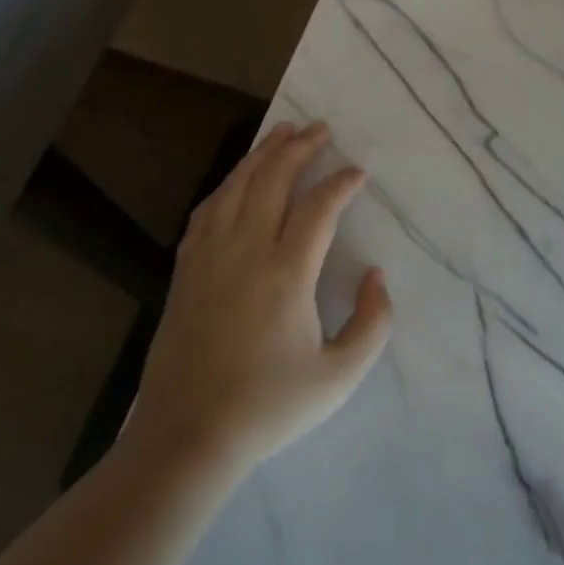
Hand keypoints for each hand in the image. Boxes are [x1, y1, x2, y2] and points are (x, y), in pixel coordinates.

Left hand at [123, 122, 392, 480]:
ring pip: (238, 185)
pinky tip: (239, 178)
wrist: (187, 436)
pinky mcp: (186, 267)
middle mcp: (246, 250)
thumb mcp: (338, 378)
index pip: (319, 207)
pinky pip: (209, 208)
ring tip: (283, 131)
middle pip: (273, 179)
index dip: (342, 183)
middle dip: (301, 148)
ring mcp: (210, 255)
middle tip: (321, 129)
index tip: (358, 173)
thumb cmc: (268, 407)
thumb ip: (372, 324)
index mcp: (286, 274)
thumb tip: (377, 275)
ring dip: (263, 153)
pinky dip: (229, 183)